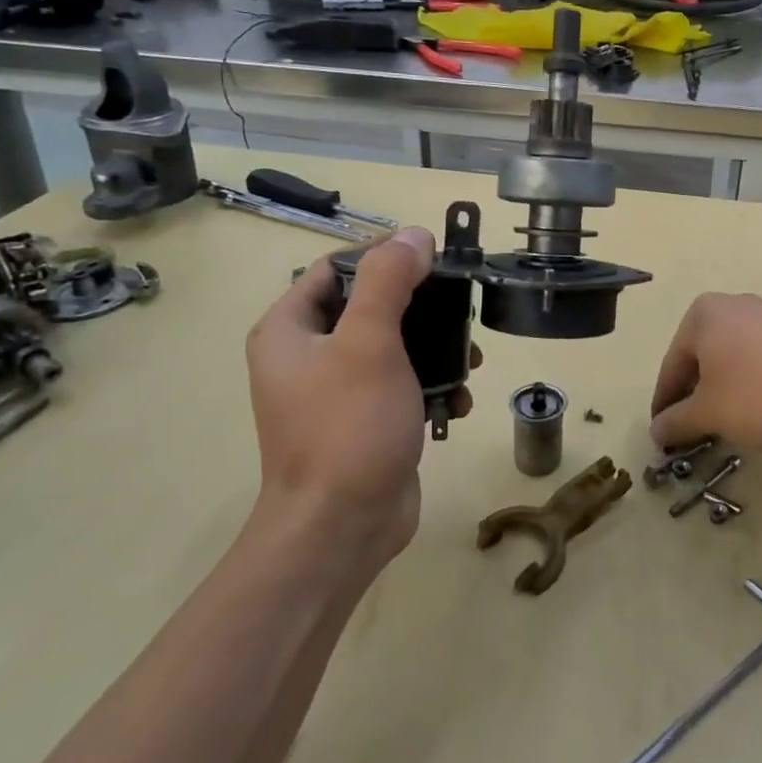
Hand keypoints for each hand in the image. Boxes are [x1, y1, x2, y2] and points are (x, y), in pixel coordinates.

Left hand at [245, 227, 470, 571]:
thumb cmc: (348, 427)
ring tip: (471, 360)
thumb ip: (388, 280)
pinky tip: (460, 402)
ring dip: (436, 349)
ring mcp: (336, 393)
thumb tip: (415, 235)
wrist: (342, 528)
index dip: (383, 253)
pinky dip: (432, 387)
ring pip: (394, 347)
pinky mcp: (365, 422)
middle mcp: (306, 356)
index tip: (434, 254)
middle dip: (422, 307)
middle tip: (462, 306)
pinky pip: (402, 386)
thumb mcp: (369, 342)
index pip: (335, 268)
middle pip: (370, 306)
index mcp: (290, 330)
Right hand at [649, 293, 761, 452]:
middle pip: (700, 359)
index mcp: (699, 316)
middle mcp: (728, 305)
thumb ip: (677, 422)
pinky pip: (757, 357)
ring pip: (729, 358)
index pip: (671, 367)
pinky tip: (759, 406)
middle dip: (695, 397)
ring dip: (723, 390)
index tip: (664, 436)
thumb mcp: (710, 414)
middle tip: (695, 431)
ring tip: (728, 423)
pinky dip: (750, 382)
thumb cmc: (759, 391)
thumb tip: (656, 430)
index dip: (665, 406)